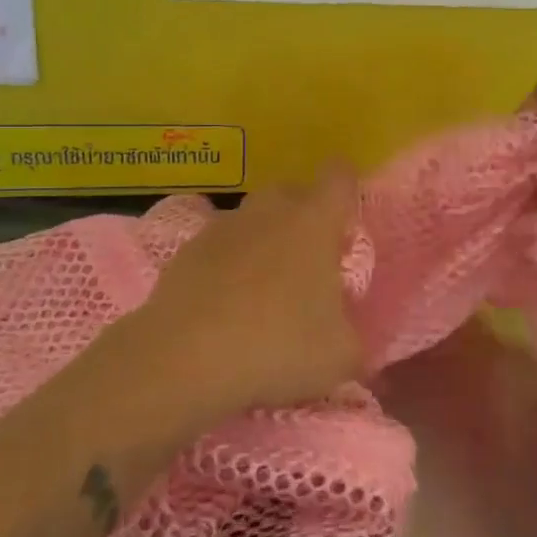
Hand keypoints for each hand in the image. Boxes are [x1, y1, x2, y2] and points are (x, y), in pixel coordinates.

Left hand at [121, 168, 364, 423]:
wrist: (184, 360)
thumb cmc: (277, 346)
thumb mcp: (341, 356)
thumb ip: (352, 335)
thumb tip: (345, 334)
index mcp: (313, 222)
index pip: (339, 176)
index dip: (347, 191)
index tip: (346, 226)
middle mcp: (268, 212)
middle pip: (292, 192)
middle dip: (304, 217)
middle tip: (310, 264)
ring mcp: (222, 228)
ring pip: (252, 219)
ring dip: (264, 242)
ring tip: (265, 291)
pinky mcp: (186, 252)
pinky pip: (219, 248)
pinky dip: (227, 267)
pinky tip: (226, 307)